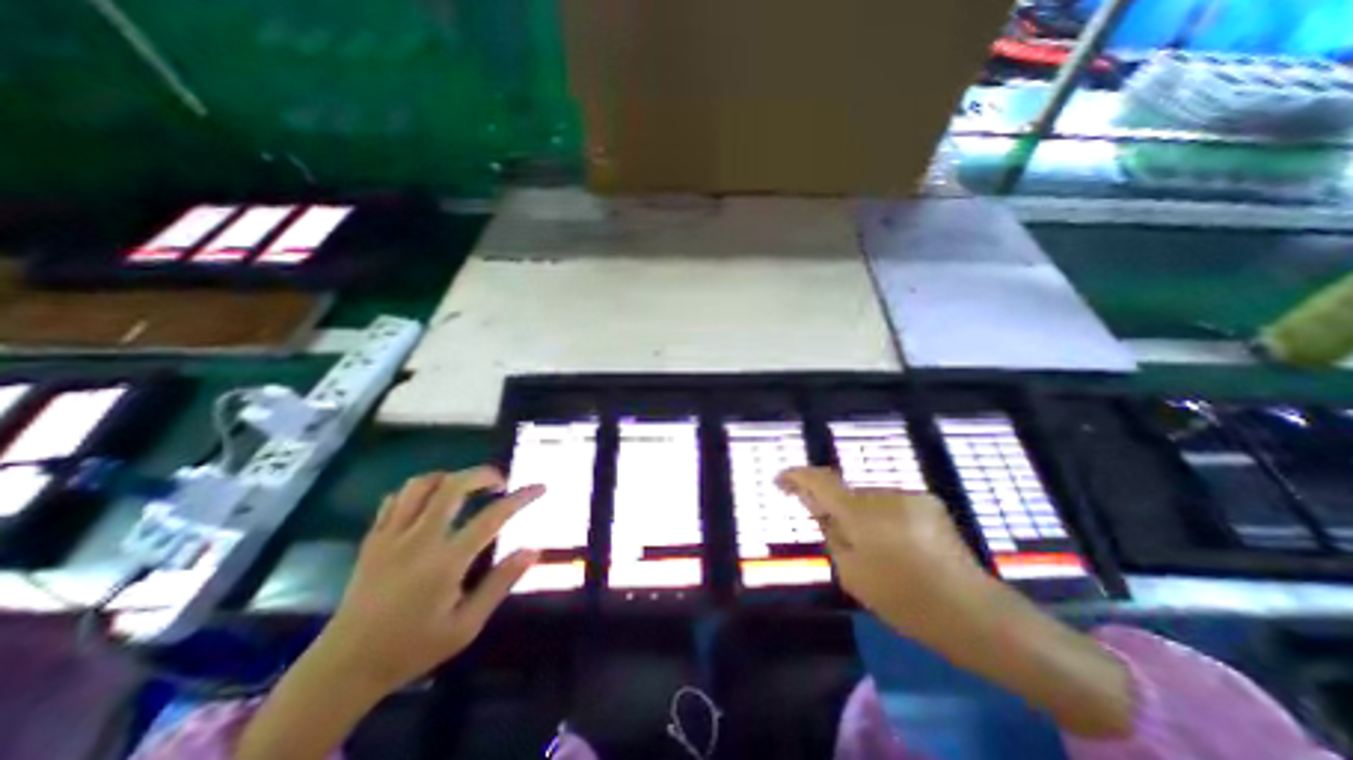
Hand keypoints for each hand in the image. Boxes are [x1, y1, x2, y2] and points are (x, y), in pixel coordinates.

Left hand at [238, 470, 543, 758]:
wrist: (342, 669)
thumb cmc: (412, 648)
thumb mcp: (466, 626)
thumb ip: (500, 583)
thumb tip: (533, 550)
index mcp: (446, 561)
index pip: (493, 516)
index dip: (521, 497)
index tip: (541, 487)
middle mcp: (418, 540)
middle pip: (453, 486)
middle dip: (483, 474)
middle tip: (500, 482)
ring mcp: (391, 537)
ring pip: (420, 485)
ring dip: (449, 477)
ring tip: (466, 487)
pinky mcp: (372, 540)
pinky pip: (395, 499)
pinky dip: (418, 491)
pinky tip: (430, 502)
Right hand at [777, 467, 1133, 737]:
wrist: (975, 614)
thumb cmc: (905, 601)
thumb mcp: (853, 574)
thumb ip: (831, 534)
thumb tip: (820, 510)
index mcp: (861, 514)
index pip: (819, 482)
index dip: (796, 476)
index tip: (780, 479)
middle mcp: (883, 494)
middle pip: (845, 492)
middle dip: (834, 507)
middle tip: (834, 534)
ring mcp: (909, 496)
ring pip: (868, 498)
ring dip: (861, 515)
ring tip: (875, 548)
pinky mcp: (928, 502)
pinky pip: (890, 503)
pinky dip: (882, 517)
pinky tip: (897, 545)